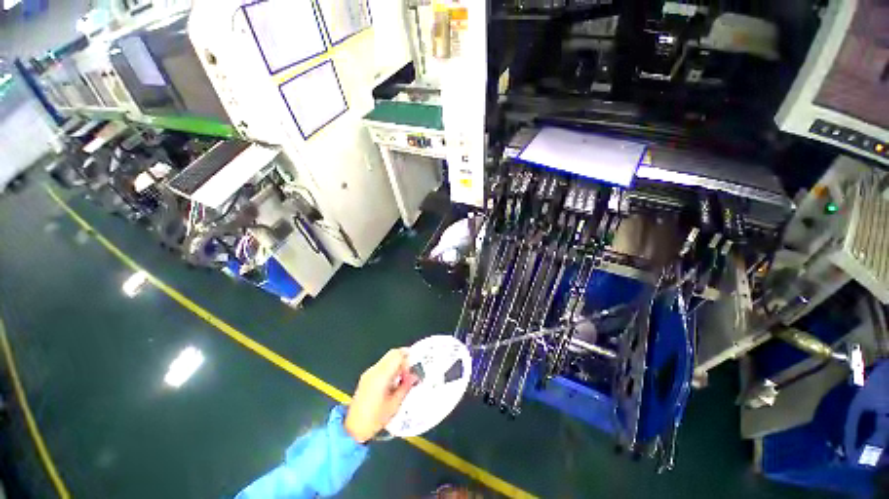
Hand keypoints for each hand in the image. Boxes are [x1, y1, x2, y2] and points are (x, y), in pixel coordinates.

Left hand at [345, 348, 417, 442]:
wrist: (353, 429)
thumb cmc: (373, 419)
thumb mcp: (394, 405)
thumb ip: (405, 387)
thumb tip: (414, 377)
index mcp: (382, 375)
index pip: (398, 355)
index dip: (408, 359)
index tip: (413, 370)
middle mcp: (374, 370)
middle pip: (392, 353)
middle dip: (404, 359)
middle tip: (410, 372)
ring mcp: (369, 373)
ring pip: (387, 358)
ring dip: (397, 364)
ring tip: (402, 379)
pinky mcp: (366, 377)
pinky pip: (381, 366)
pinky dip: (390, 369)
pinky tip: (393, 383)